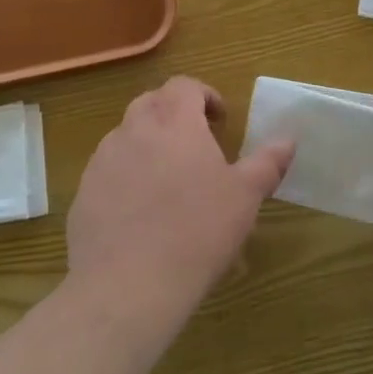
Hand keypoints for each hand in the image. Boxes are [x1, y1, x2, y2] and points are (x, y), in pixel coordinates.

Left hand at [68, 76, 293, 313]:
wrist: (127, 287)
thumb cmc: (197, 232)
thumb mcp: (244, 197)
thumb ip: (267, 162)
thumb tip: (288, 139)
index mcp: (174, 121)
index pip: (184, 85)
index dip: (204, 95)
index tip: (220, 120)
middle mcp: (134, 129)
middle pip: (152, 103)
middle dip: (174, 114)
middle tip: (196, 144)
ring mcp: (103, 161)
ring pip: (127, 136)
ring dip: (148, 144)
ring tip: (169, 180)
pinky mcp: (83, 194)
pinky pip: (108, 171)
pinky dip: (126, 177)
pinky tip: (140, 213)